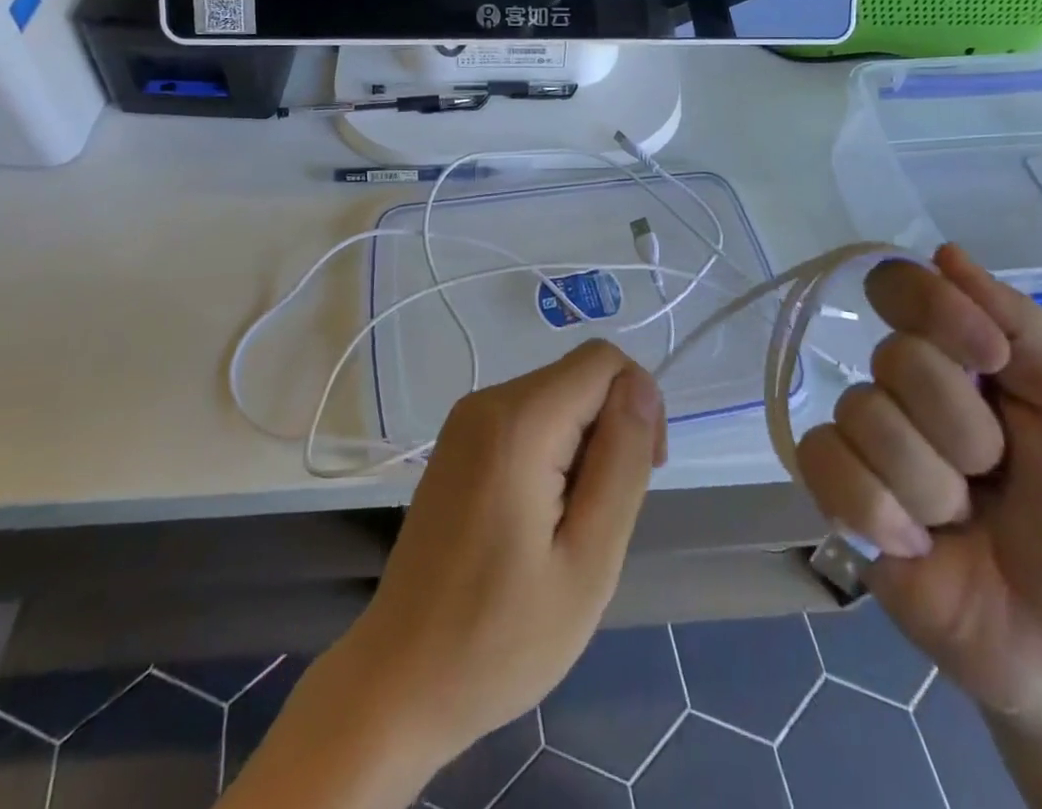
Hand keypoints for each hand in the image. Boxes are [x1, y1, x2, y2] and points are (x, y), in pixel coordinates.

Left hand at [330, 339, 666, 766]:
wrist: (400, 680)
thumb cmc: (500, 637)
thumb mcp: (588, 560)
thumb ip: (621, 462)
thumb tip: (641, 386)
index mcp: (518, 420)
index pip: (603, 361)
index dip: (639, 404)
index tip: (640, 475)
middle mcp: (487, 401)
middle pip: (579, 378)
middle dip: (610, 430)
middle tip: (602, 519)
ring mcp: (465, 420)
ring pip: (557, 398)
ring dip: (582, 447)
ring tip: (569, 527)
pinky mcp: (457, 442)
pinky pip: (528, 419)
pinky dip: (552, 454)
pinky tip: (539, 518)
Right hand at [797, 244, 1041, 732]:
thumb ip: (1023, 329)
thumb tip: (944, 252)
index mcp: (958, 360)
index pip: (901, 286)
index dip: (935, 311)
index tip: (988, 358)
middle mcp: (902, 388)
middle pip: (894, 358)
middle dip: (961, 430)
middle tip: (995, 476)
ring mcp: (864, 439)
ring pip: (863, 416)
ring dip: (930, 484)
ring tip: (960, 523)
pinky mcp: (834, 491)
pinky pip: (824, 463)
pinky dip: (877, 510)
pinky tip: (914, 544)